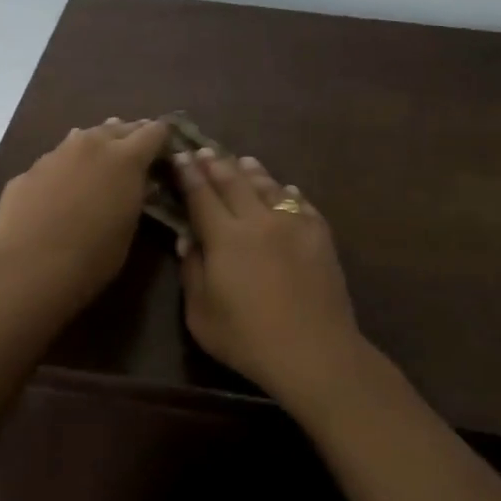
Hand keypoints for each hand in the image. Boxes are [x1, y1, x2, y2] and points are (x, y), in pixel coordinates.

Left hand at [0, 118, 169, 312]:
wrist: (28, 268)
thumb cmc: (92, 257)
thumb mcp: (128, 228)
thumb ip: (135, 197)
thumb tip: (137, 183)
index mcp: (126, 158)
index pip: (155, 131)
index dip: (163, 139)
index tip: (167, 150)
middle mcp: (91, 145)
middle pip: (118, 128)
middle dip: (130, 137)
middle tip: (137, 152)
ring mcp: (55, 154)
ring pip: (83, 137)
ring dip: (96, 146)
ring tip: (100, 159)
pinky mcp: (28, 171)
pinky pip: (55, 160)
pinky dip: (66, 168)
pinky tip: (61, 188)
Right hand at [174, 148, 365, 411]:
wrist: (314, 350)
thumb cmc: (248, 339)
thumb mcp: (201, 314)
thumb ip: (192, 272)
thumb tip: (189, 239)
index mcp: (225, 237)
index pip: (201, 195)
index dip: (189, 174)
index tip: (181, 155)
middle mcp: (258, 220)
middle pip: (234, 182)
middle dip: (216, 164)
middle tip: (205, 150)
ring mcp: (293, 224)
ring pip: (269, 187)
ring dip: (252, 171)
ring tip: (243, 161)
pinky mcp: (320, 235)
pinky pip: (300, 204)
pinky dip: (287, 193)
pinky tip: (286, 189)